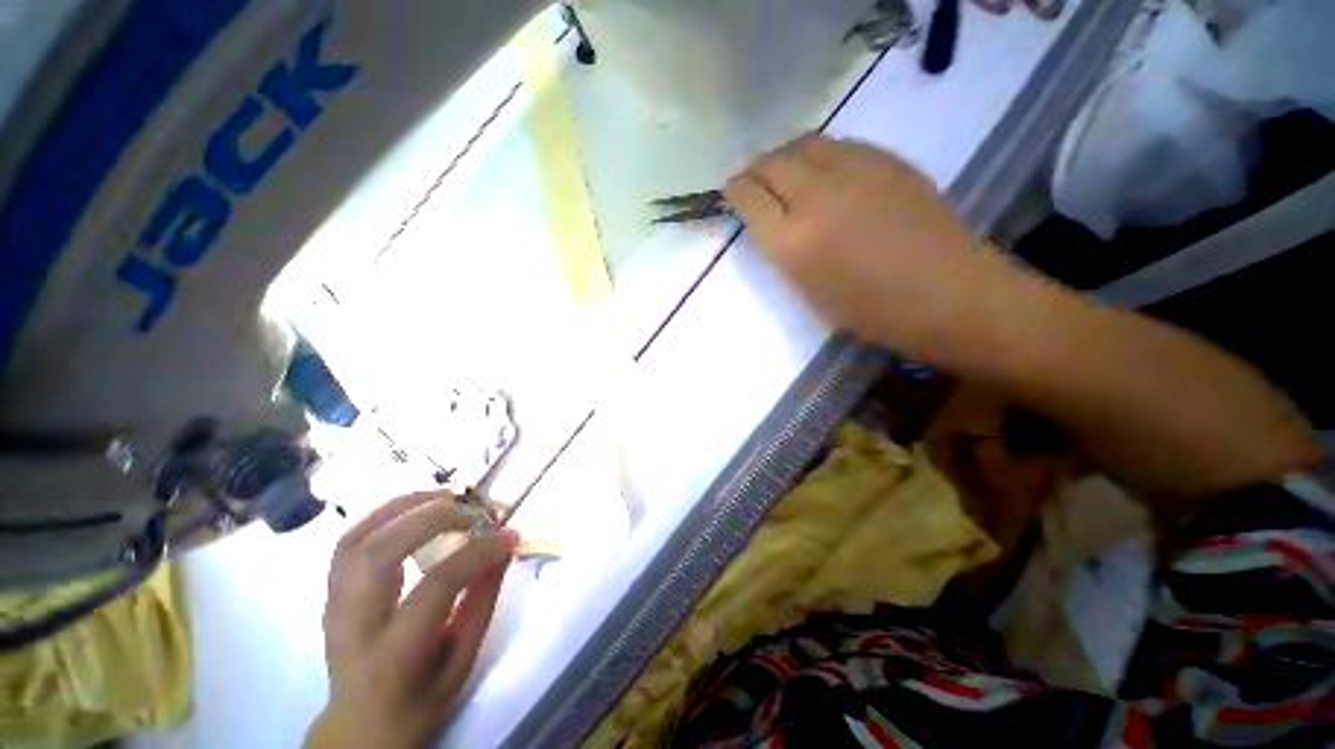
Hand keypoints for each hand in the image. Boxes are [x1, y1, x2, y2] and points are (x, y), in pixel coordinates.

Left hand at [305, 491, 518, 748]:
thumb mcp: (463, 659)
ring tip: (449, 497)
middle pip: (381, 552)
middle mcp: (354, 624)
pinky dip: (385, 513)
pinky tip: (417, 507)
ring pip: (358, 538)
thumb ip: (483, 600)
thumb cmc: (420, 699)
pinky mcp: (331, 592)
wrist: (361, 725)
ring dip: (407, 506)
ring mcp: (334, 604)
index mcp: (394, 653)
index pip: (436, 586)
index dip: (478, 552)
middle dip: (436, 517)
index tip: (509, 534)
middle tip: (477, 510)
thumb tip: (505, 546)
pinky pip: (350, 539)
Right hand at [725, 134, 1022, 359]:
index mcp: (792, 242)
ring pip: (804, 144)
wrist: (945, 293)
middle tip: (755, 180)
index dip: (736, 191)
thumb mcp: (808, 290)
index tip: (733, 192)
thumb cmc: (869, 310)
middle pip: (772, 162)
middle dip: (755, 169)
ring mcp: (855, 170)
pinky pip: (839, 144)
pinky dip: (821, 154)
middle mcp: (816, 196)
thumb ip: (783, 250)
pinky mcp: (887, 160)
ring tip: (787, 172)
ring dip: (787, 156)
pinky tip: (826, 171)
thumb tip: (771, 222)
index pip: (749, 197)